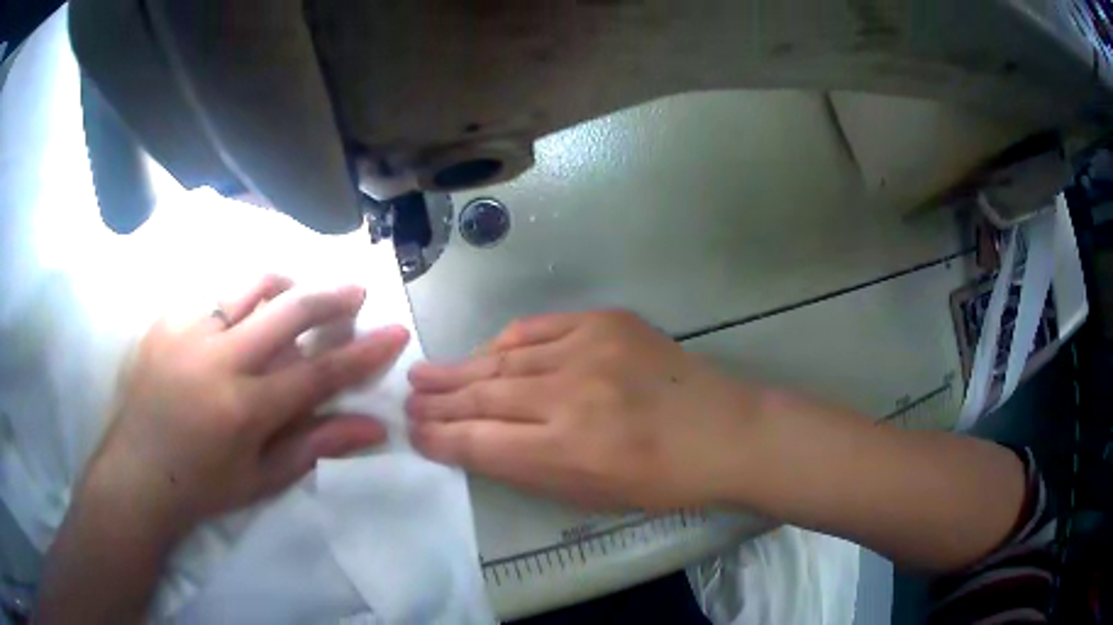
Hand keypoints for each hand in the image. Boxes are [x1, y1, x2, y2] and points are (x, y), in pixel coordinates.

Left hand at [84, 275, 408, 536]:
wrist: (137, 472)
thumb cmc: (203, 486)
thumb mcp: (262, 477)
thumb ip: (315, 446)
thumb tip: (374, 429)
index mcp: (244, 408)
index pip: (318, 372)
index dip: (363, 353)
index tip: (395, 332)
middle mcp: (217, 359)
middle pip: (288, 310)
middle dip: (330, 296)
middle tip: (355, 290)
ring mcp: (187, 331)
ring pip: (248, 287)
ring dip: (283, 285)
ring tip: (296, 293)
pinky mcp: (165, 319)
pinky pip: (212, 294)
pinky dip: (238, 299)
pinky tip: (239, 317)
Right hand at [407, 310, 761, 509]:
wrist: (724, 431)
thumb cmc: (660, 480)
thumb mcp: (591, 496)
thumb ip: (528, 469)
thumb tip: (475, 443)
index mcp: (567, 451)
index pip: (479, 442)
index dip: (441, 438)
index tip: (415, 434)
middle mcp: (570, 396)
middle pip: (483, 395)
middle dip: (438, 402)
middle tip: (407, 401)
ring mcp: (589, 350)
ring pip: (503, 358)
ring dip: (460, 368)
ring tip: (425, 373)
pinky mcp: (606, 322)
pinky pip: (539, 327)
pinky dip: (506, 341)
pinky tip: (484, 351)